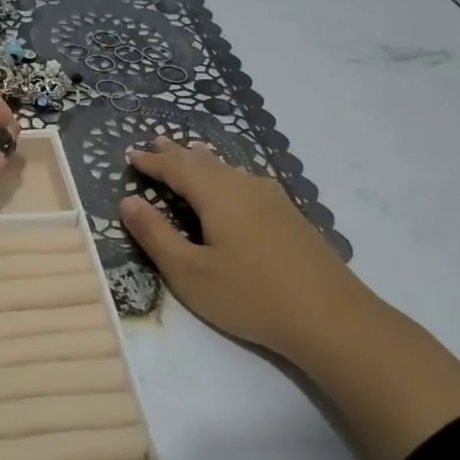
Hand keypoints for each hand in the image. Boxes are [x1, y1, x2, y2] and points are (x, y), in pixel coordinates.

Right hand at [120, 135, 459, 459]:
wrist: (330, 317)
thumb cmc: (250, 296)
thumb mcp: (189, 272)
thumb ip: (156, 235)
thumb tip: (128, 201)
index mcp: (219, 195)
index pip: (178, 168)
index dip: (153, 162)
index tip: (131, 156)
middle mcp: (247, 186)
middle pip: (206, 162)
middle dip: (178, 154)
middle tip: (157, 142)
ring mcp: (274, 200)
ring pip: (230, 170)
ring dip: (204, 162)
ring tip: (190, 155)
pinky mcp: (290, 217)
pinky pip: (247, 182)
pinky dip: (226, 176)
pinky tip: (233, 185)